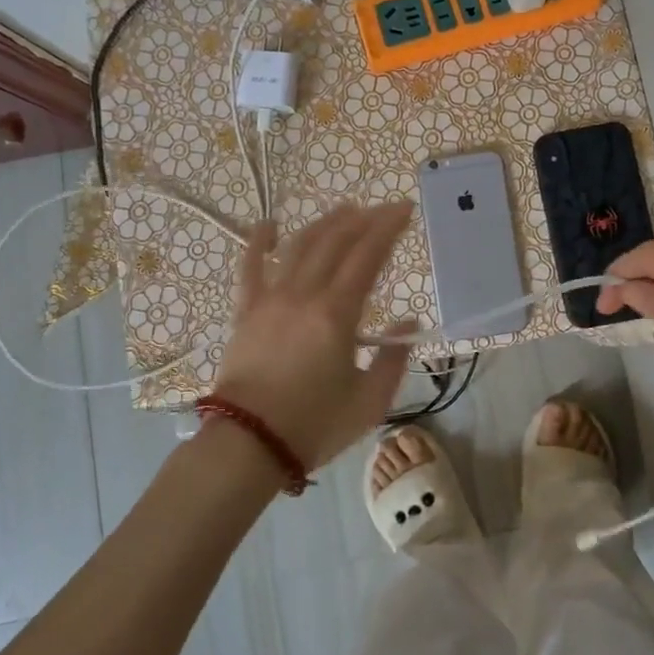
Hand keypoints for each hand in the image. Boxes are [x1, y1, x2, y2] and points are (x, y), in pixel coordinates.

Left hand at [212, 202, 415, 473]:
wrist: (249, 445)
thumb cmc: (314, 426)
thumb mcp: (369, 402)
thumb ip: (393, 359)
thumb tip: (408, 323)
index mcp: (336, 313)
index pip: (367, 256)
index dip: (388, 228)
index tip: (404, 210)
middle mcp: (303, 295)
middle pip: (335, 242)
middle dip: (362, 219)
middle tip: (382, 209)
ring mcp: (270, 299)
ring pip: (299, 246)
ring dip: (323, 223)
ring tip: (344, 210)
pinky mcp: (245, 311)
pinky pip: (249, 267)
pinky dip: (258, 242)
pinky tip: (269, 225)